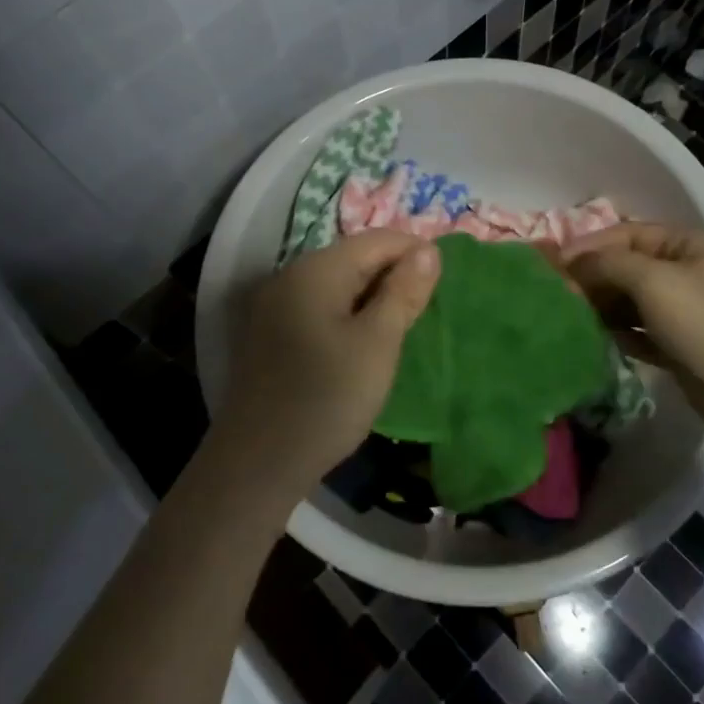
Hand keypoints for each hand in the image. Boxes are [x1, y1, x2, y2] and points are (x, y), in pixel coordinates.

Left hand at [208, 230, 439, 499]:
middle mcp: (290, 276)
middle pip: (355, 258)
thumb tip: (428, 249)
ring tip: (401, 330)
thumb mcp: (378, 343)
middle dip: (394, 276)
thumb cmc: (327, 398)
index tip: (444, 285)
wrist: (258, 463)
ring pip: (338, 285)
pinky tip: (363, 346)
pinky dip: (348, 316)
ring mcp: (275, 306)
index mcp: (316, 269)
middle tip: (425, 313)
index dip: (416, 253)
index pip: (377, 240)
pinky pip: (319, 308)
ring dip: (373, 299)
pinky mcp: (270, 334)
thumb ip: (403, 291)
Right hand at [564, 222, 703, 441]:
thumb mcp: (653, 281)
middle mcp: (685, 271)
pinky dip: (619, 333)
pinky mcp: (679, 345)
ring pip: (630, 300)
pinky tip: (598, 340)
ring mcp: (684, 309)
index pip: (626, 233)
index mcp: (685, 244)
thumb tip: (573, 263)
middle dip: (593, 278)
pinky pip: (639, 331)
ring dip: (603, 306)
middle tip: (557, 296)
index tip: (553, 266)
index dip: (589, 246)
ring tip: (571, 318)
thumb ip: (609, 264)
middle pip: (627, 266)